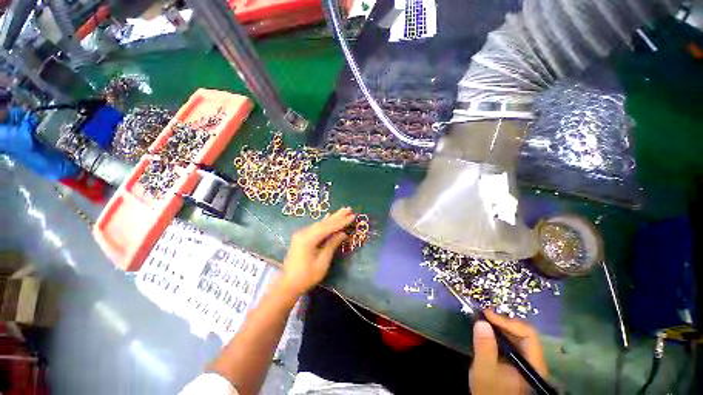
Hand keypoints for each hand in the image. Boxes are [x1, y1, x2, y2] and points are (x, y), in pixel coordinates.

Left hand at [280, 207, 354, 294]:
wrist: (288, 284)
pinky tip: (328, 216)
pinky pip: (315, 228)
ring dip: (332, 218)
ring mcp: (301, 234)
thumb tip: (343, 233)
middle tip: (349, 209)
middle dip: (338, 216)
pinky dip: (324, 223)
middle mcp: (304, 233)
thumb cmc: (306, 276)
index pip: (328, 227)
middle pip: (324, 223)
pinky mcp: (301, 238)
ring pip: (320, 224)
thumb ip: (332, 245)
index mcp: (308, 239)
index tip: (352, 216)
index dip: (341, 222)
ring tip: (343, 211)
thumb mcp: (322, 262)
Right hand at [469, 310, 547, 394]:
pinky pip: (513, 343)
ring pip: (518, 337)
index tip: (486, 315)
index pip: (528, 334)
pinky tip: (489, 333)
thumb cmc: (490, 389)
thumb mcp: (484, 369)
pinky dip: (500, 335)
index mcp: (533, 364)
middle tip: (484, 316)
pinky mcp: (519, 363)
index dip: (507, 322)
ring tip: (484, 322)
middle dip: (503, 322)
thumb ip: (484, 347)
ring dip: (501, 327)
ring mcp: (528, 362)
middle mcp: (535, 361)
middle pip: (524, 334)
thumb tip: (482, 322)